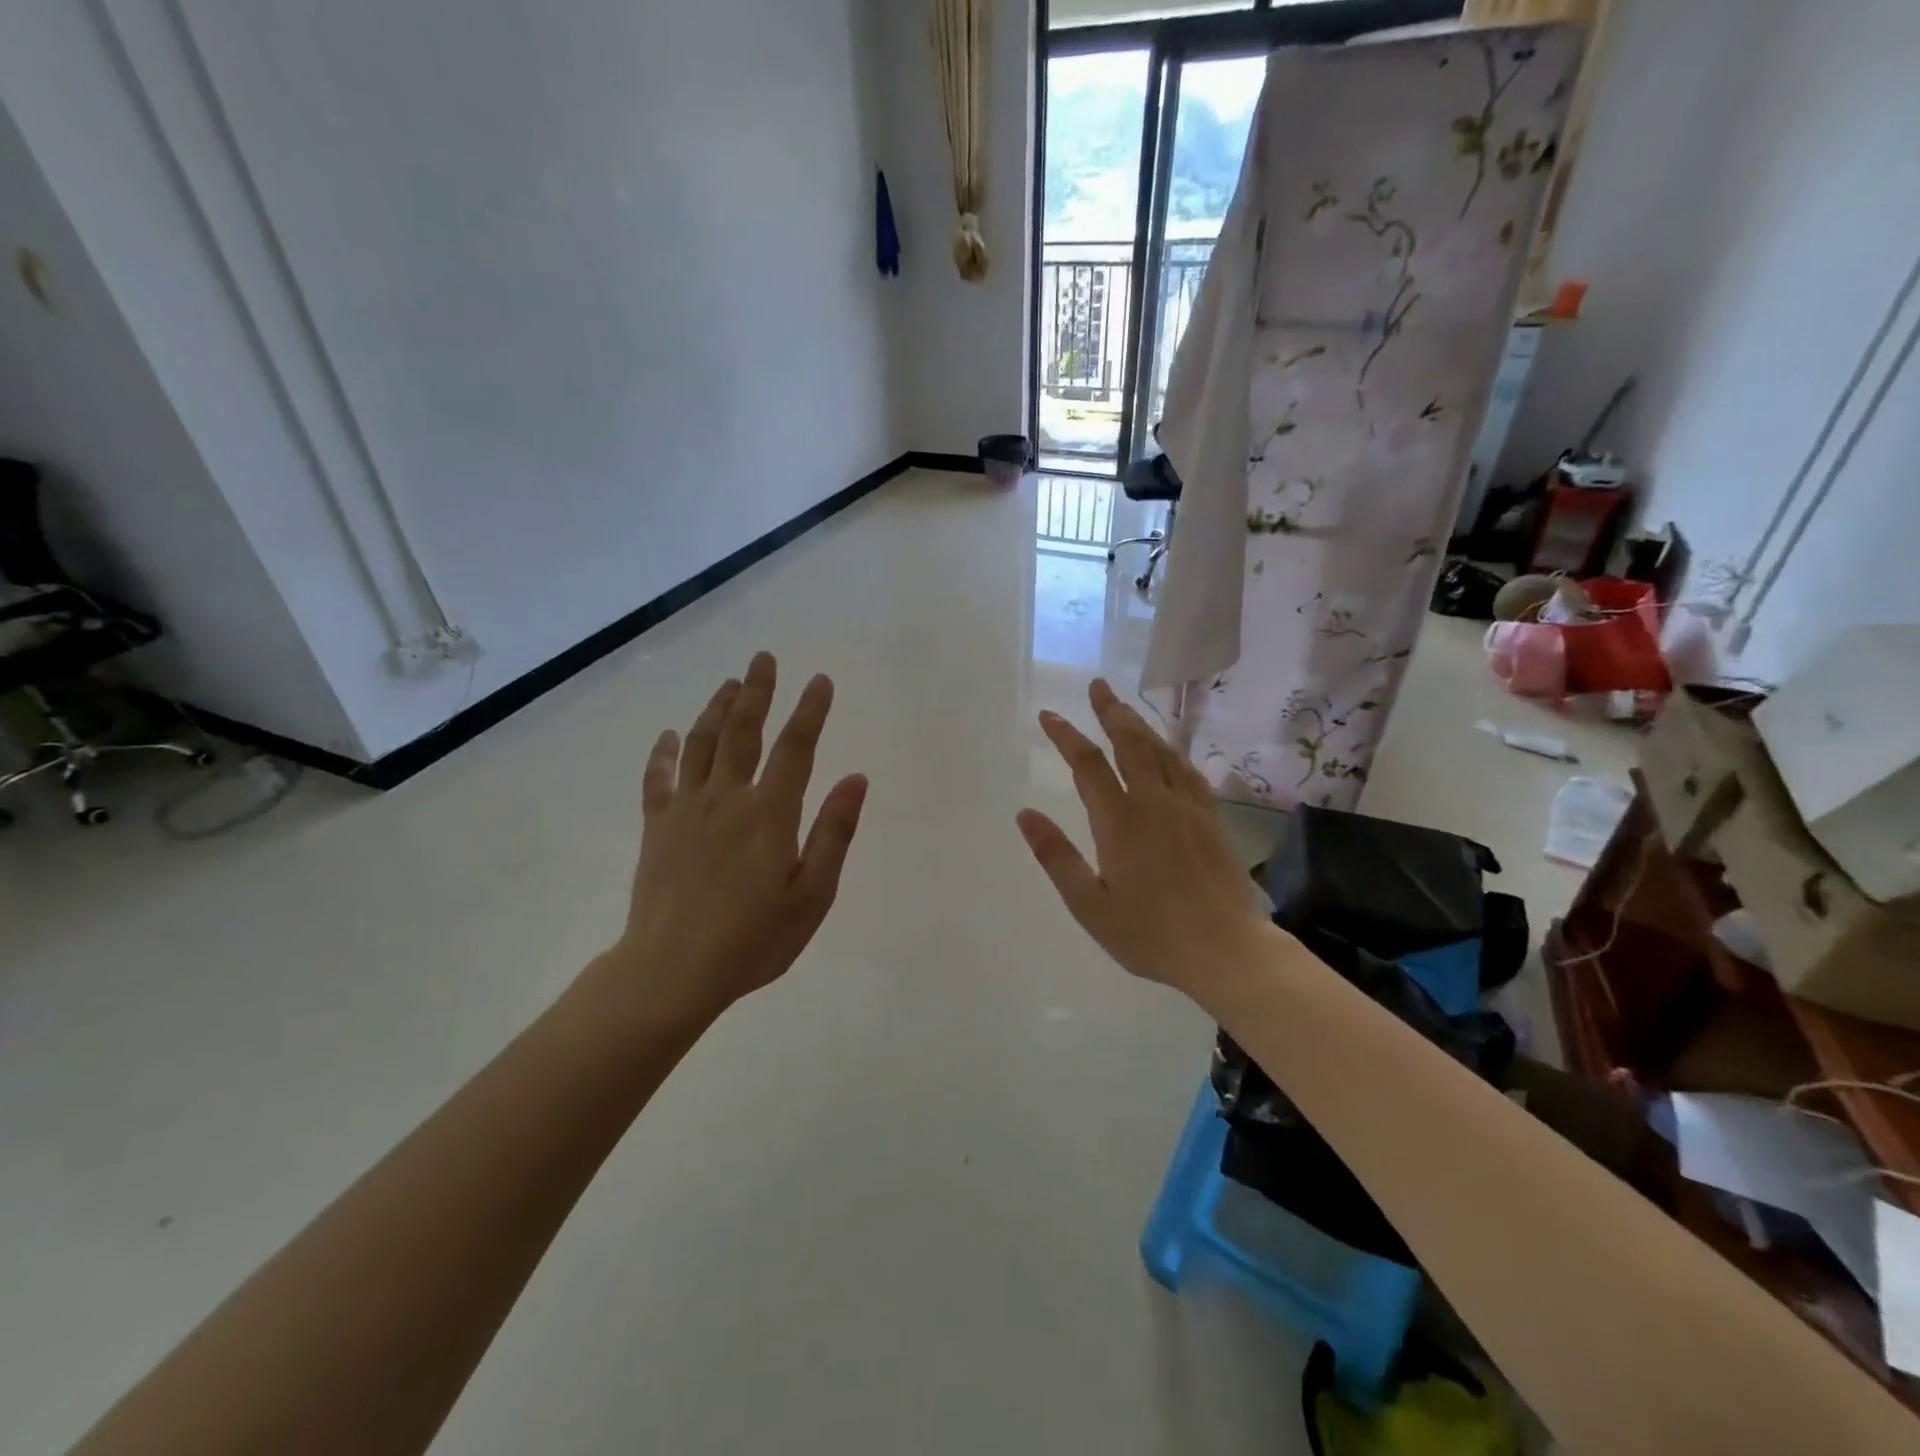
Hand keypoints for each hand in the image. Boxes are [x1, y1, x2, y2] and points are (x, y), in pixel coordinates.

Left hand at [607, 652, 867, 1024]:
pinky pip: (658, 779)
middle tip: (763, 658)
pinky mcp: (657, 828)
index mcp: (770, 814)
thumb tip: (856, 778)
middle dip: (756, 692)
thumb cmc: (753, 939)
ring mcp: (686, 810)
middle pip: (743, 732)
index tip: (820, 681)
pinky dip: (664, 753)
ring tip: (728, 683)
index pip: (795, 749)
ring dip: (716, 709)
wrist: (672, 971)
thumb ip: (834, 833)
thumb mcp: (812, 895)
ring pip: (702, 745)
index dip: (810, 711)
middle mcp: (727, 799)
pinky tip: (670, 735)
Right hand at [1017, 680, 1273, 995]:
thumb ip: (1057, 857)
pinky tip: (1168, 750)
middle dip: (1110, 711)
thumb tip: (1025, 815)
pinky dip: (1172, 752)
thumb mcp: (1091, 906)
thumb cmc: (1152, 935)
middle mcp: (1155, 803)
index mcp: (1120, 822)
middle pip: (1130, 743)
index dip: (1066, 736)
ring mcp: (1189, 808)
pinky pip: (1188, 771)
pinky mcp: (1212, 819)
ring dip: (1140, 725)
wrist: (1228, 951)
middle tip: (1097, 685)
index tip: (1049, 715)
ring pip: (1162, 752)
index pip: (1088, 765)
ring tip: (1124, 708)